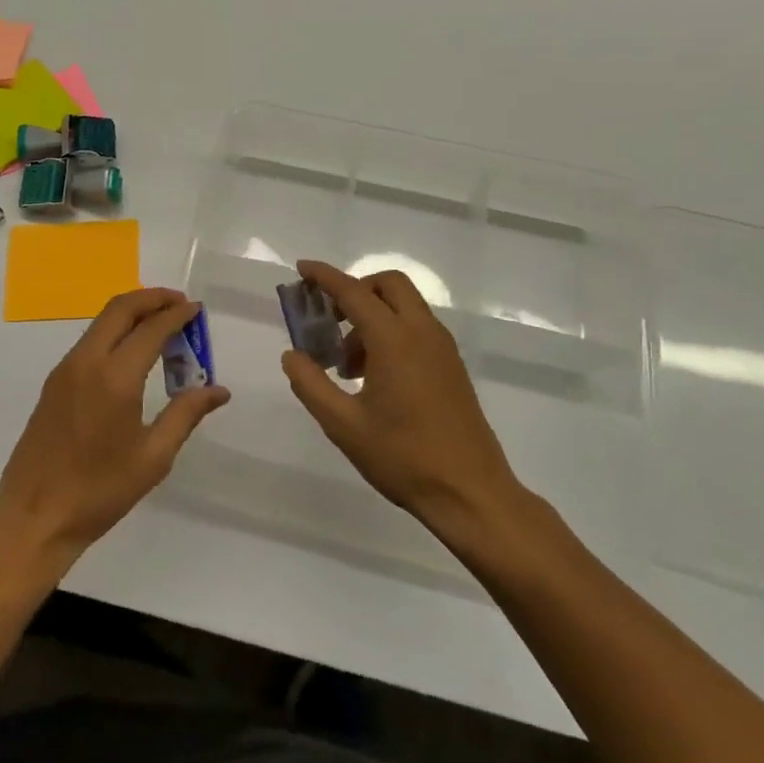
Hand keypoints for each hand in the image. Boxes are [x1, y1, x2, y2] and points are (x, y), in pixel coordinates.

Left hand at [0, 288, 230, 564]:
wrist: (34, 516)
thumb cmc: (99, 491)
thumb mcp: (153, 457)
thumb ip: (186, 415)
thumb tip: (218, 390)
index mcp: (115, 377)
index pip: (151, 329)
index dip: (177, 314)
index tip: (197, 309)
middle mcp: (87, 361)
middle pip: (120, 308)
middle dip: (153, 298)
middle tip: (179, 303)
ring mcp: (66, 369)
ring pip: (102, 321)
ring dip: (132, 312)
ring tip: (161, 324)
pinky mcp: (54, 382)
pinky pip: (90, 340)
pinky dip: (115, 331)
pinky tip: (132, 352)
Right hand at [283, 260, 532, 548]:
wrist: (471, 494)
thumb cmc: (403, 457)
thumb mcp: (343, 425)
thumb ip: (311, 384)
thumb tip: (292, 355)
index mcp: (394, 339)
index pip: (353, 291)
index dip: (325, 276)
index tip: (302, 268)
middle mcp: (422, 332)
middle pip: (388, 284)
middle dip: (355, 289)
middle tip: (330, 320)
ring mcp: (442, 348)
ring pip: (404, 305)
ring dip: (372, 315)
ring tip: (347, 364)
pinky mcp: (451, 365)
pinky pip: (417, 327)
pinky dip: (391, 331)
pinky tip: (374, 376)